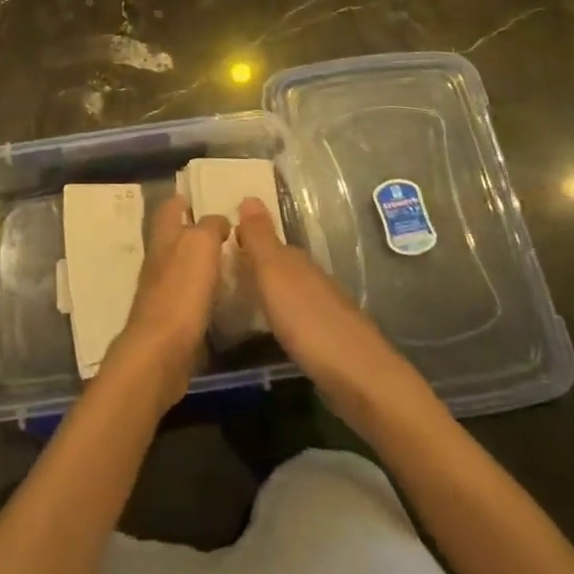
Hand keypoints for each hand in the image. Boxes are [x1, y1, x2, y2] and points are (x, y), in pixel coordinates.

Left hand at [109, 194, 228, 403]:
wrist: (160, 353)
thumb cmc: (180, 292)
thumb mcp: (200, 245)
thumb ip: (210, 226)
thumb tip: (218, 221)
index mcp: (163, 239)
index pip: (168, 209)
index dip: (181, 199)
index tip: (201, 195)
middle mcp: (158, 262)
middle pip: (173, 238)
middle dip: (193, 231)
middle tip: (226, 230)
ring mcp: (161, 293)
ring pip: (181, 268)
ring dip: (200, 263)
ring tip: (230, 262)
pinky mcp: (169, 322)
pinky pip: (188, 299)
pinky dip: (203, 294)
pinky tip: (222, 299)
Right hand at [235, 197, 406, 399]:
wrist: (359, 377)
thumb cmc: (308, 321)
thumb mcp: (274, 274)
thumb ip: (260, 239)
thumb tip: (249, 195)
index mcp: (296, 260)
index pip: (266, 239)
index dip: (243, 239)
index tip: (214, 245)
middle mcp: (311, 277)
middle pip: (278, 264)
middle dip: (253, 264)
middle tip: (219, 273)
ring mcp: (322, 308)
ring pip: (288, 290)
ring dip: (266, 291)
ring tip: (236, 300)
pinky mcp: (328, 339)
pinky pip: (295, 317)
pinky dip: (279, 316)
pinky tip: (269, 328)